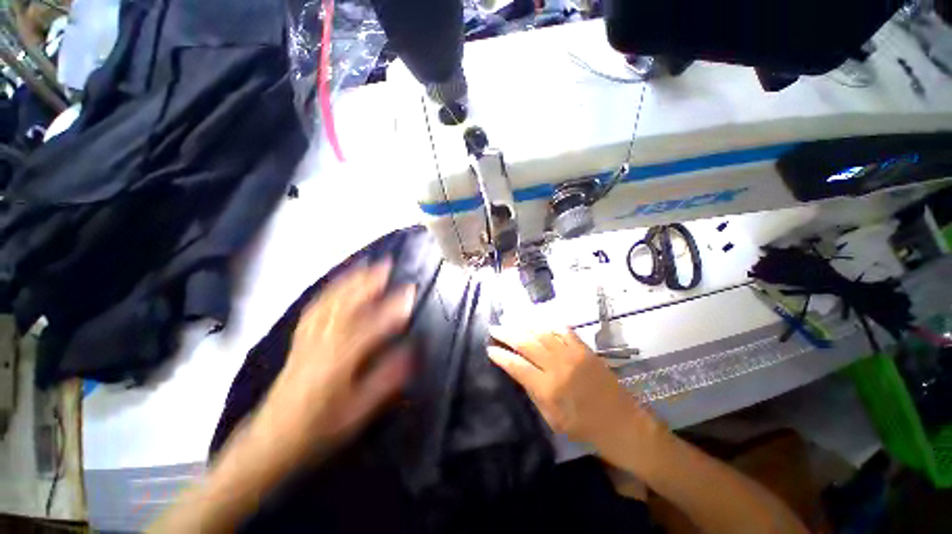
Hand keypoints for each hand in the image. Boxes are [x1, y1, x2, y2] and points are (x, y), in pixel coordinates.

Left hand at [255, 259, 415, 460]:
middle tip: (386, 264)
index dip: (392, 307)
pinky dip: (329, 291)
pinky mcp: (299, 340)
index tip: (410, 291)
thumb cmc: (319, 429)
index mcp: (338, 362)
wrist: (272, 441)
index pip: (371, 326)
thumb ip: (386, 380)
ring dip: (349, 280)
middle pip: (346, 305)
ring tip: (365, 266)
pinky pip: (314, 309)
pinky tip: (338, 284)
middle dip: (368, 281)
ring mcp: (307, 339)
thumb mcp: (358, 412)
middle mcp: (321, 343)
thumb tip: (410, 351)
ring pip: (329, 302)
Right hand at [488, 327, 662, 465]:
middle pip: (526, 343)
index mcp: (548, 388)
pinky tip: (537, 322)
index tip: (489, 348)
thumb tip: (517, 371)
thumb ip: (533, 392)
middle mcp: (558, 366)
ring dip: (523, 325)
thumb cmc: (583, 427)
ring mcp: (572, 354)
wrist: (621, 422)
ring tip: (510, 322)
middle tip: (494, 328)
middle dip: (506, 334)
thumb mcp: (551, 418)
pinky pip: (562, 330)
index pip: (516, 365)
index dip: (500, 355)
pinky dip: (547, 324)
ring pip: (541, 333)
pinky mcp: (584, 349)